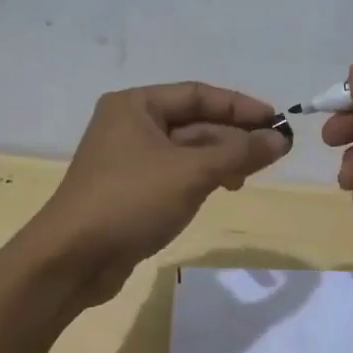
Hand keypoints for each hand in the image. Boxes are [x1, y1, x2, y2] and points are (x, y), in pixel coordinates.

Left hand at [30, 81, 290, 304]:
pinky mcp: (129, 191)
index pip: (197, 94)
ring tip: (249, 177)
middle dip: (232, 136)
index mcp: (135, 105)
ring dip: (220, 159)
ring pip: (185, 150)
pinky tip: (222, 190)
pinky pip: (174, 174)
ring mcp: (127, 159)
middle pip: (192, 122)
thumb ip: (239, 152)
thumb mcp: (192, 172)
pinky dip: (201, 178)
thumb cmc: (131, 200)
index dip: (239, 105)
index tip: (275, 121)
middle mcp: (128, 125)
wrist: (72, 259)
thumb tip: (281, 139)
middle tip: (271, 152)